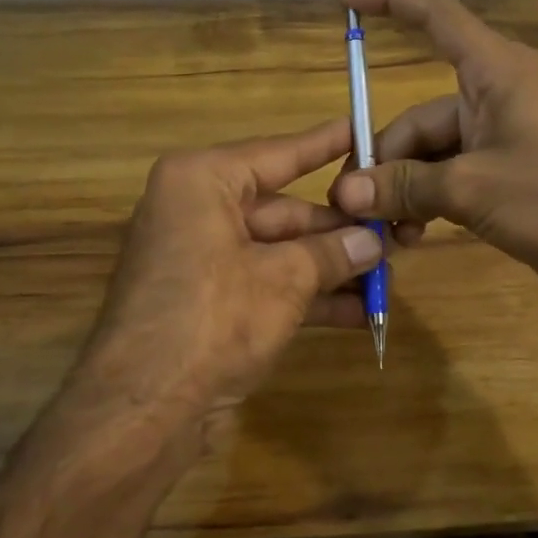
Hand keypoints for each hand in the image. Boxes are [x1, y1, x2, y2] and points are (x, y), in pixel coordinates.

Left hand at [70, 119, 383, 429]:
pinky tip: (357, 313)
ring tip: (386, 278)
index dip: (325, 145)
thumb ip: (331, 254)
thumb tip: (372, 242)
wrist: (143, 410)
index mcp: (202, 182)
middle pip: (283, 211)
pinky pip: (266, 285)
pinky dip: (306, 297)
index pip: (278, 154)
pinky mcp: (208, 303)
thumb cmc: (213, 319)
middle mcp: (197, 212)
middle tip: (393, 235)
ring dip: (330, 269)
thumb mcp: (284, 279)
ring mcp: (201, 260)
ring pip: (278, 252)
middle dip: (338, 232)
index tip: (362, 128)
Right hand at [329, 0, 537, 305]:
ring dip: (405, 191)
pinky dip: (428, 203)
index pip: (435, 17)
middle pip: (418, 117)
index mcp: (493, 73)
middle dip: (385, 161)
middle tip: (357, 206)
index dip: (390, 0)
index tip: (344, 0)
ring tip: (389, 233)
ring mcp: (501, 140)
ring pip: (431, 156)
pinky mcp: (507, 177)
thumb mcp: (472, 188)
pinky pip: (451, 179)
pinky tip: (413, 236)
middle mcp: (493, 97)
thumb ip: (406, 186)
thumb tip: (346, 191)